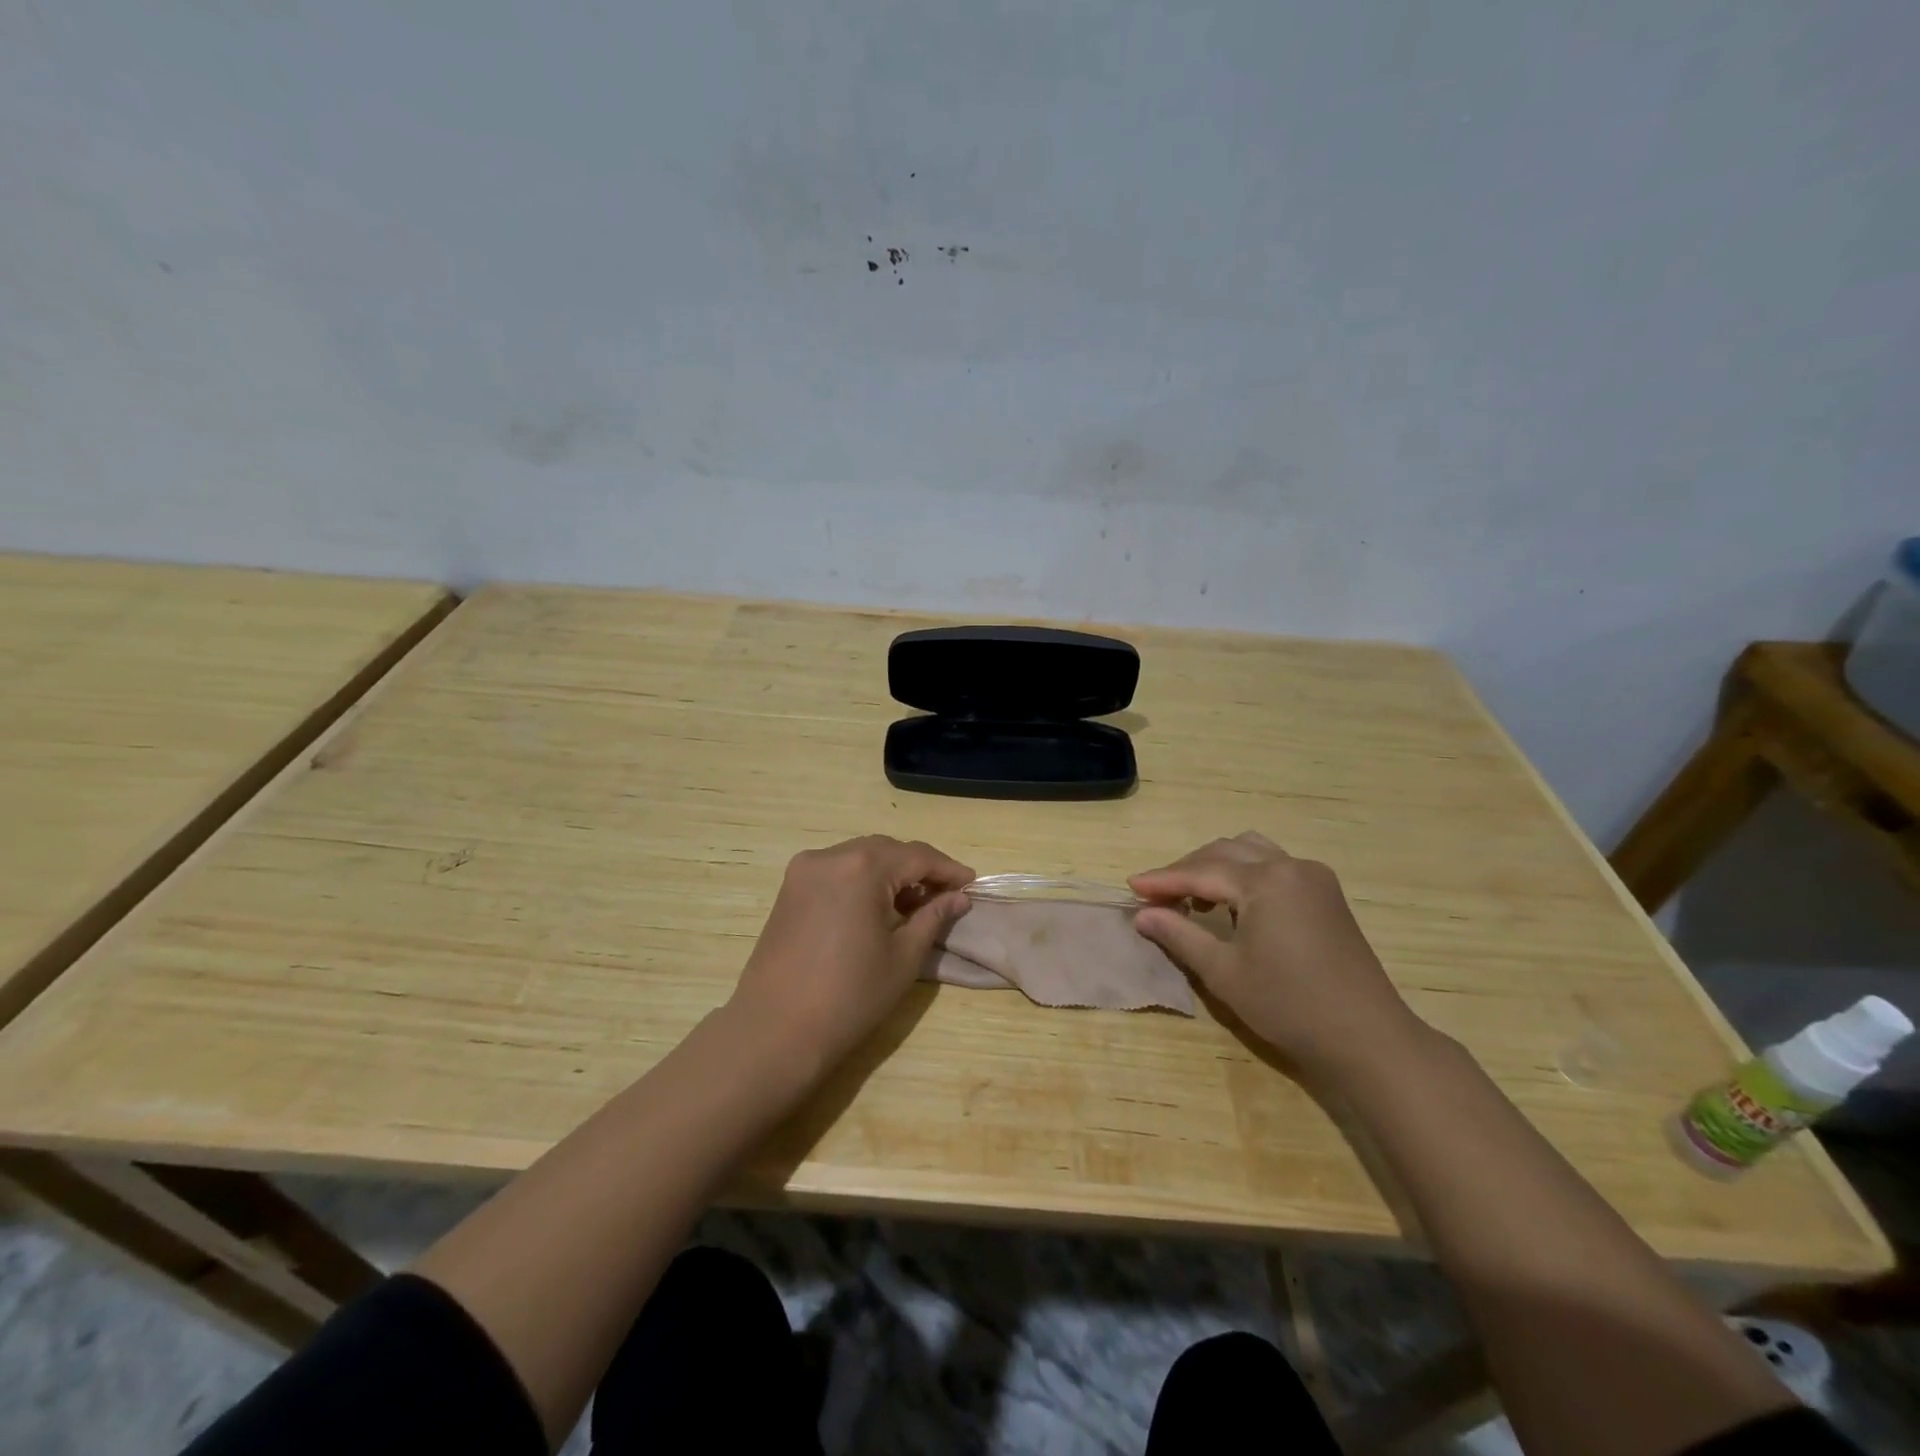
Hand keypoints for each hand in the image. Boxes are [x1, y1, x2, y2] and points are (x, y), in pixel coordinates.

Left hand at [727, 835, 973, 1082]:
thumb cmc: (850, 996)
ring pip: (861, 856)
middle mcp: (830, 856)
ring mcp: (804, 870)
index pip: (917, 855)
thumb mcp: (904, 956)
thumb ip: (934, 917)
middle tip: (945, 895)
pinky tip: (877, 907)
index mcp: (862, 867)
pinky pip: (837, 870)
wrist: (775, 1030)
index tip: (971, 884)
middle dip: (919, 869)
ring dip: (890, 872)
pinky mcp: (789, 888)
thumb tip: (959, 897)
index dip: (948, 869)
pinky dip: (862, 879)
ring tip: (914, 903)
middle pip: (887, 850)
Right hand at [1128, 833, 1423, 1081]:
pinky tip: (1233, 905)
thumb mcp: (1223, 972)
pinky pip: (1274, 866)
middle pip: (1225, 852)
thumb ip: (1180, 935)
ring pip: (1251, 852)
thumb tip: (1142, 914)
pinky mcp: (1326, 894)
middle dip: (1187, 869)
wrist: (1366, 1038)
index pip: (1201, 871)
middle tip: (1156, 895)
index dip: (1162, 879)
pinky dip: (1245, 874)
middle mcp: (1291, 866)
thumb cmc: (1288, 1006)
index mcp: (1266, 881)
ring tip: (1194, 897)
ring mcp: (1313, 877)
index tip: (1130, 886)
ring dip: (1216, 866)